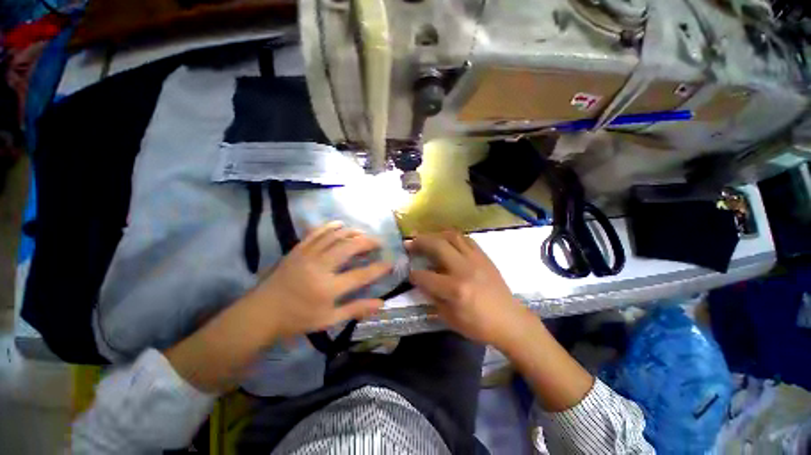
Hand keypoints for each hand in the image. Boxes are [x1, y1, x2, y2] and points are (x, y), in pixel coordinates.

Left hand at [246, 221, 391, 340]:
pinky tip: (340, 224)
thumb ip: (356, 310)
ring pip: (335, 236)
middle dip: (368, 242)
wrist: (261, 313)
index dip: (379, 268)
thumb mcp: (328, 320)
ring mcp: (308, 255)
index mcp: (328, 288)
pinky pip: (317, 233)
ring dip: (352, 232)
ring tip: (363, 234)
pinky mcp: (298, 249)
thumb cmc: (297, 319)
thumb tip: (381, 303)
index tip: (390, 262)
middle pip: (349, 247)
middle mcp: (320, 267)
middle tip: (378, 243)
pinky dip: (331, 226)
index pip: (361, 275)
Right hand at [407, 231, 534, 348]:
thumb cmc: (479, 325)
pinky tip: (446, 241)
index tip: (409, 273)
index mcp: (455, 289)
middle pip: (437, 245)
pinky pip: (466, 239)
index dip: (414, 274)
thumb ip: (433, 297)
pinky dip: (452, 237)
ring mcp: (476, 259)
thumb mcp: (450, 318)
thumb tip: (421, 282)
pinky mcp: (484, 256)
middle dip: (420, 242)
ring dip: (435, 234)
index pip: (426, 276)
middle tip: (410, 242)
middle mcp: (464, 269)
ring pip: (452, 236)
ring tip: (426, 237)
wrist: (510, 320)